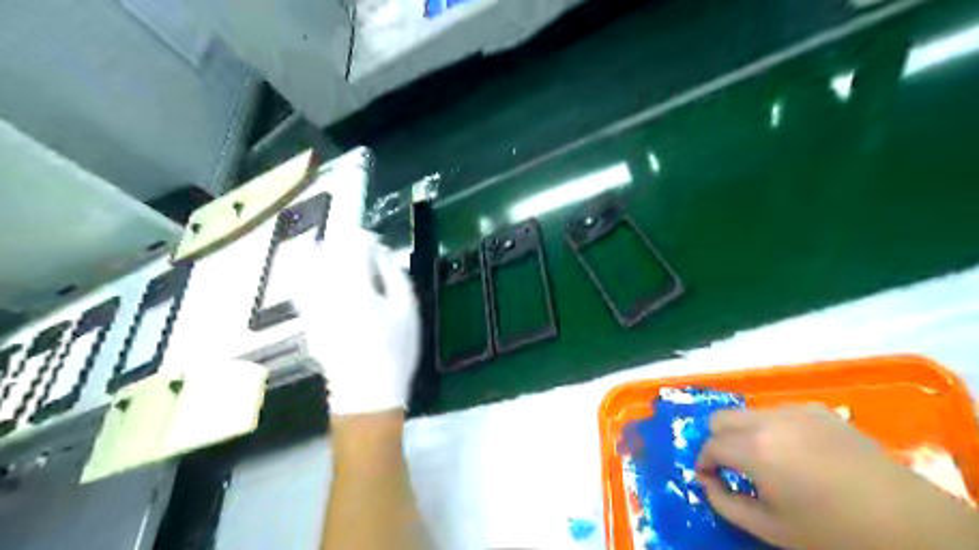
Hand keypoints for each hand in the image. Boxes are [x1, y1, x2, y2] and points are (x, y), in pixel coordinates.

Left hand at [298, 228, 419, 416]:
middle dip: (345, 245)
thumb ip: (394, 275)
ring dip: (327, 258)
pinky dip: (313, 278)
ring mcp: (313, 306)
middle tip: (363, 252)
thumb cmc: (395, 350)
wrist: (367, 393)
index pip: (353, 245)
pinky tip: (327, 284)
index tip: (377, 244)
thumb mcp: (407, 309)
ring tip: (344, 263)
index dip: (366, 239)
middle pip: (328, 252)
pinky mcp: (308, 320)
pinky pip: (304, 288)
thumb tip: (381, 255)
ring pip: (311, 268)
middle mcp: (327, 290)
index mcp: (355, 286)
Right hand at [695, 405, 977, 549]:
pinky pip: (778, 412)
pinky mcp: (818, 410)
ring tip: (767, 462)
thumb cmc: (834, 533)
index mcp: (755, 450)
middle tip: (732, 467)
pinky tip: (796, 453)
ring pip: (748, 413)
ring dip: (745, 433)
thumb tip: (707, 482)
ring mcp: (795, 411)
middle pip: (721, 418)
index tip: (710, 480)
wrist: (909, 523)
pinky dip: (773, 429)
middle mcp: (769, 420)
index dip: (703, 464)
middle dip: (718, 441)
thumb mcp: (770, 529)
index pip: (710, 446)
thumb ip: (725, 503)